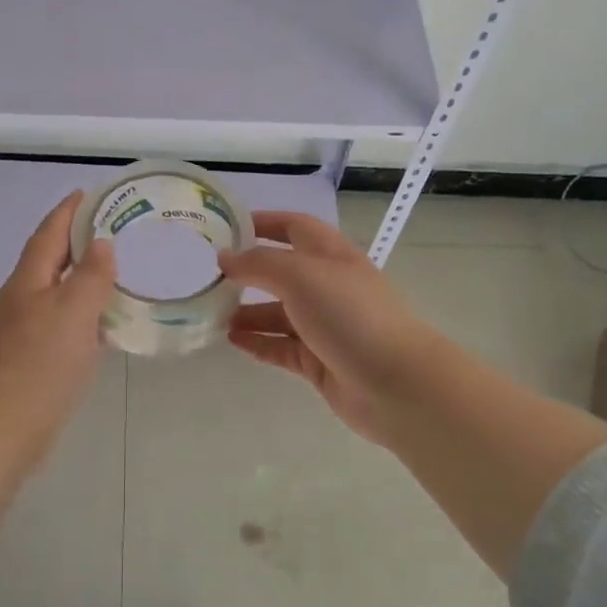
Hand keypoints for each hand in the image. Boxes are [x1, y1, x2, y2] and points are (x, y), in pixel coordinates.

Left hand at [0, 191, 116, 434]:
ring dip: (81, 279)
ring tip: (115, 273)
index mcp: (28, 281)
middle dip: (76, 242)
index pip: (49, 233)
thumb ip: (90, 276)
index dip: (68, 211)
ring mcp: (21, 332)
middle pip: (49, 260)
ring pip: (55, 293)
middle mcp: (20, 300)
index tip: (89, 193)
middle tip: (113, 231)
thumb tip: (101, 245)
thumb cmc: (39, 366)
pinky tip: (102, 326)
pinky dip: (82, 315)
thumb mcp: (73, 313)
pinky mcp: (28, 361)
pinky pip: (60, 324)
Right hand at [219, 212, 442, 442]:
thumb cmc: (350, 315)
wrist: (397, 384)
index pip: (293, 227)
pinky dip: (258, 342)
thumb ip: (258, 264)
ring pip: (278, 313)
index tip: (226, 227)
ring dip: (247, 311)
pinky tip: (232, 340)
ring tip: (213, 314)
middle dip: (248, 272)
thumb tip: (225, 259)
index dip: (263, 222)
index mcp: (330, 255)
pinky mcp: (320, 361)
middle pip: (282, 272)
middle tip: (209, 276)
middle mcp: (328, 286)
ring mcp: (325, 326)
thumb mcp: (300, 275)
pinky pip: (281, 347)